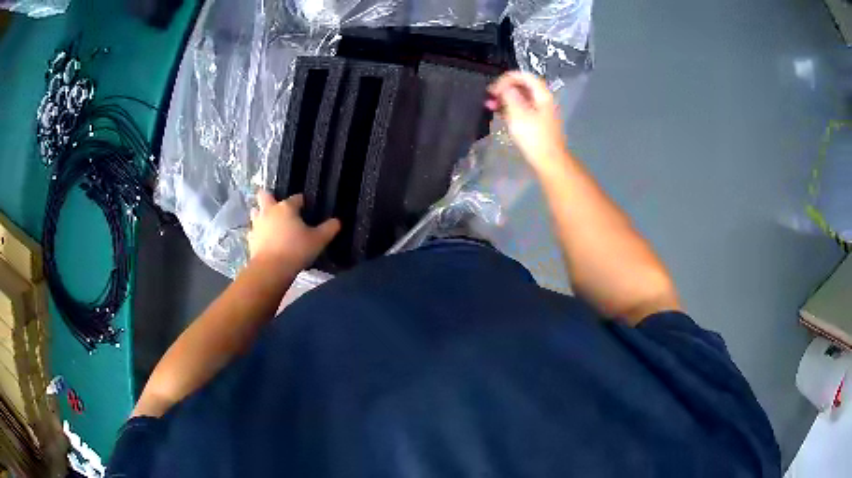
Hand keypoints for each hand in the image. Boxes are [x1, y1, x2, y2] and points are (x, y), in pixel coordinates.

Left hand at [248, 191, 339, 269]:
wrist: (271, 269)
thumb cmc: (296, 250)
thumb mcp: (318, 240)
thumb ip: (329, 229)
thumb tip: (337, 221)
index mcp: (286, 207)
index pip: (296, 198)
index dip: (302, 202)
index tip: (306, 208)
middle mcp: (269, 211)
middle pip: (265, 196)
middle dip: (269, 196)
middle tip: (276, 203)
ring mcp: (257, 224)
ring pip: (255, 211)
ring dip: (260, 213)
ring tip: (268, 220)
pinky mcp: (250, 239)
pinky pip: (253, 231)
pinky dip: (257, 233)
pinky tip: (262, 239)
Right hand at [486, 71, 566, 172]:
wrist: (548, 161)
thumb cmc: (534, 137)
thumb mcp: (518, 114)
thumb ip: (510, 96)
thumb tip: (505, 87)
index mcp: (542, 95)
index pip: (525, 76)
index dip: (508, 78)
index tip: (495, 87)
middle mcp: (542, 100)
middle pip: (523, 86)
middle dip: (505, 88)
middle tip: (490, 95)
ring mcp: (539, 112)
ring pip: (520, 98)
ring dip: (504, 98)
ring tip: (489, 104)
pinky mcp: (535, 123)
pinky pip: (520, 109)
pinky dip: (509, 108)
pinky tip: (498, 113)